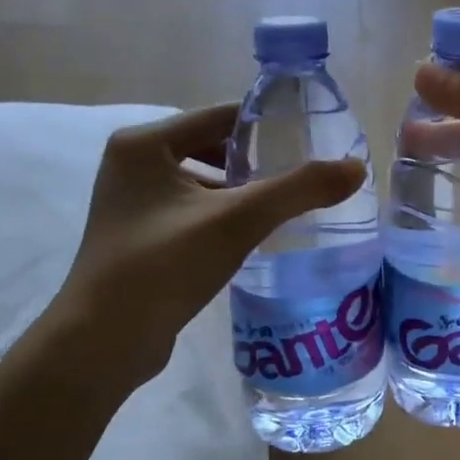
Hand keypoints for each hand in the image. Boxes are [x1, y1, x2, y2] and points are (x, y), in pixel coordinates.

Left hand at [54, 104, 364, 383]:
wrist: (103, 343)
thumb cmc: (163, 266)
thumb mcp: (238, 221)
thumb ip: (299, 190)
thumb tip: (356, 168)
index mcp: (143, 143)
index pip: (220, 116)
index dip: (268, 125)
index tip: (312, 138)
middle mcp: (131, 163)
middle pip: (212, 146)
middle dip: (257, 161)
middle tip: (303, 174)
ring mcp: (131, 202)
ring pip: (203, 181)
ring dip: (241, 190)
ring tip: (286, 204)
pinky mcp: (138, 235)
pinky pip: (191, 209)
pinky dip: (222, 214)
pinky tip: (254, 234)